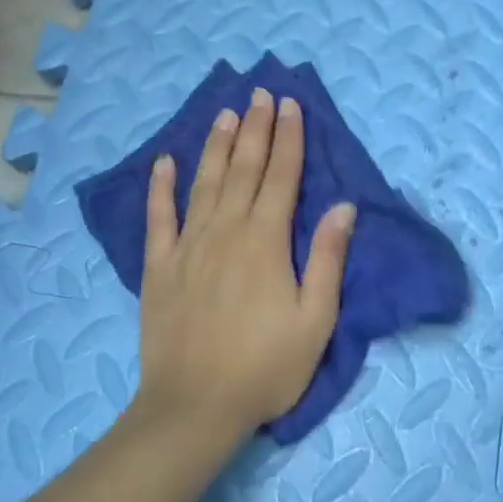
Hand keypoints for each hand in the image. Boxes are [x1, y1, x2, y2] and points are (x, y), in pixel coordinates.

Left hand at [136, 87, 355, 439]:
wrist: (195, 407)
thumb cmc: (266, 367)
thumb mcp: (315, 320)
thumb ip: (327, 259)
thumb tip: (344, 207)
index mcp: (266, 241)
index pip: (281, 176)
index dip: (288, 138)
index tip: (290, 105)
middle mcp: (226, 231)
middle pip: (243, 168)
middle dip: (255, 128)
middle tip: (260, 93)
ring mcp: (187, 246)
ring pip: (204, 183)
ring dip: (215, 145)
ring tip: (224, 113)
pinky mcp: (159, 266)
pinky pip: (158, 217)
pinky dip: (160, 187)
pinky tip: (164, 161)